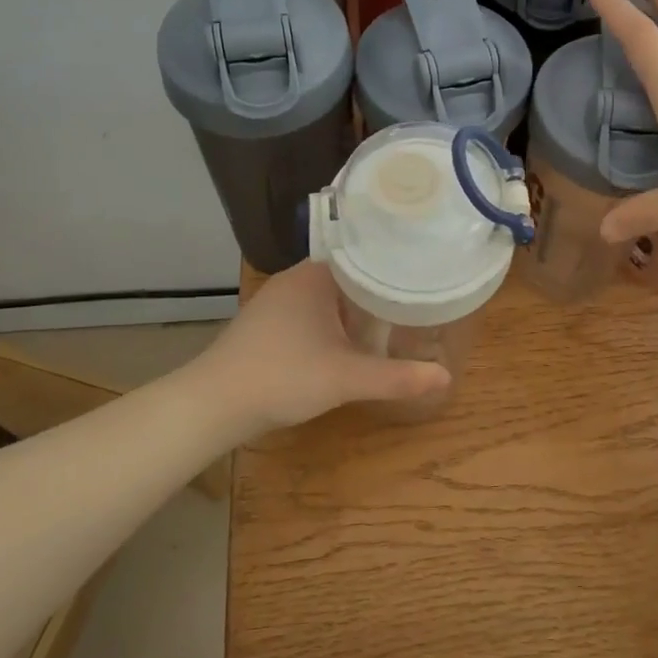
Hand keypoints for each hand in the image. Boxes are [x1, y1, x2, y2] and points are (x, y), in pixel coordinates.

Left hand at [191, 260, 451, 432]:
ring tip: (396, 315)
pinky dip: (336, 319)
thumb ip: (396, 377)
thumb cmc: (282, 377)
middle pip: (350, 274)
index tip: (426, 271)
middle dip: (382, 287)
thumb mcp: (346, 378)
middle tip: (420, 297)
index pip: (365, 253)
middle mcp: (296, 279)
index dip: (396, 263)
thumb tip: (445, 376)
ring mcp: (278, 300)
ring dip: (358, 305)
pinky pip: (314, 310)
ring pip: (330, 294)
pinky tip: (353, 338)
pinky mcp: (268, 323)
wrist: (213, 404)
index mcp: (315, 275)